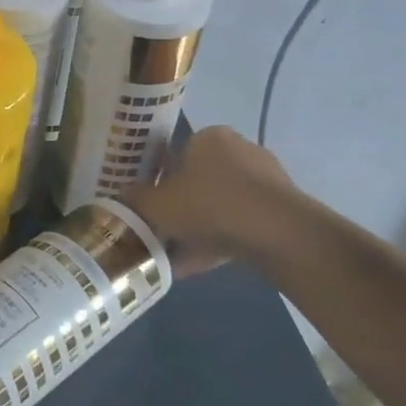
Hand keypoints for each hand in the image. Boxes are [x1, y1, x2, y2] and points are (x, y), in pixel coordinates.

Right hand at [123, 125, 304, 278]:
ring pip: (221, 207)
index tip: (151, 204)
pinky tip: (198, 267)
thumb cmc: (208, 203)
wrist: (277, 233)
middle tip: (162, 231)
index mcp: (208, 138)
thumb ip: (137, 199)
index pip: (177, 153)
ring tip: (175, 257)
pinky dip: (220, 243)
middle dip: (181, 207)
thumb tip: (123, 195)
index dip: (160, 180)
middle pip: (200, 181)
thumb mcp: (158, 204)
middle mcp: (239, 150)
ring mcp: (266, 181)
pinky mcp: (282, 211)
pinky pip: (241, 226)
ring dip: (200, 229)